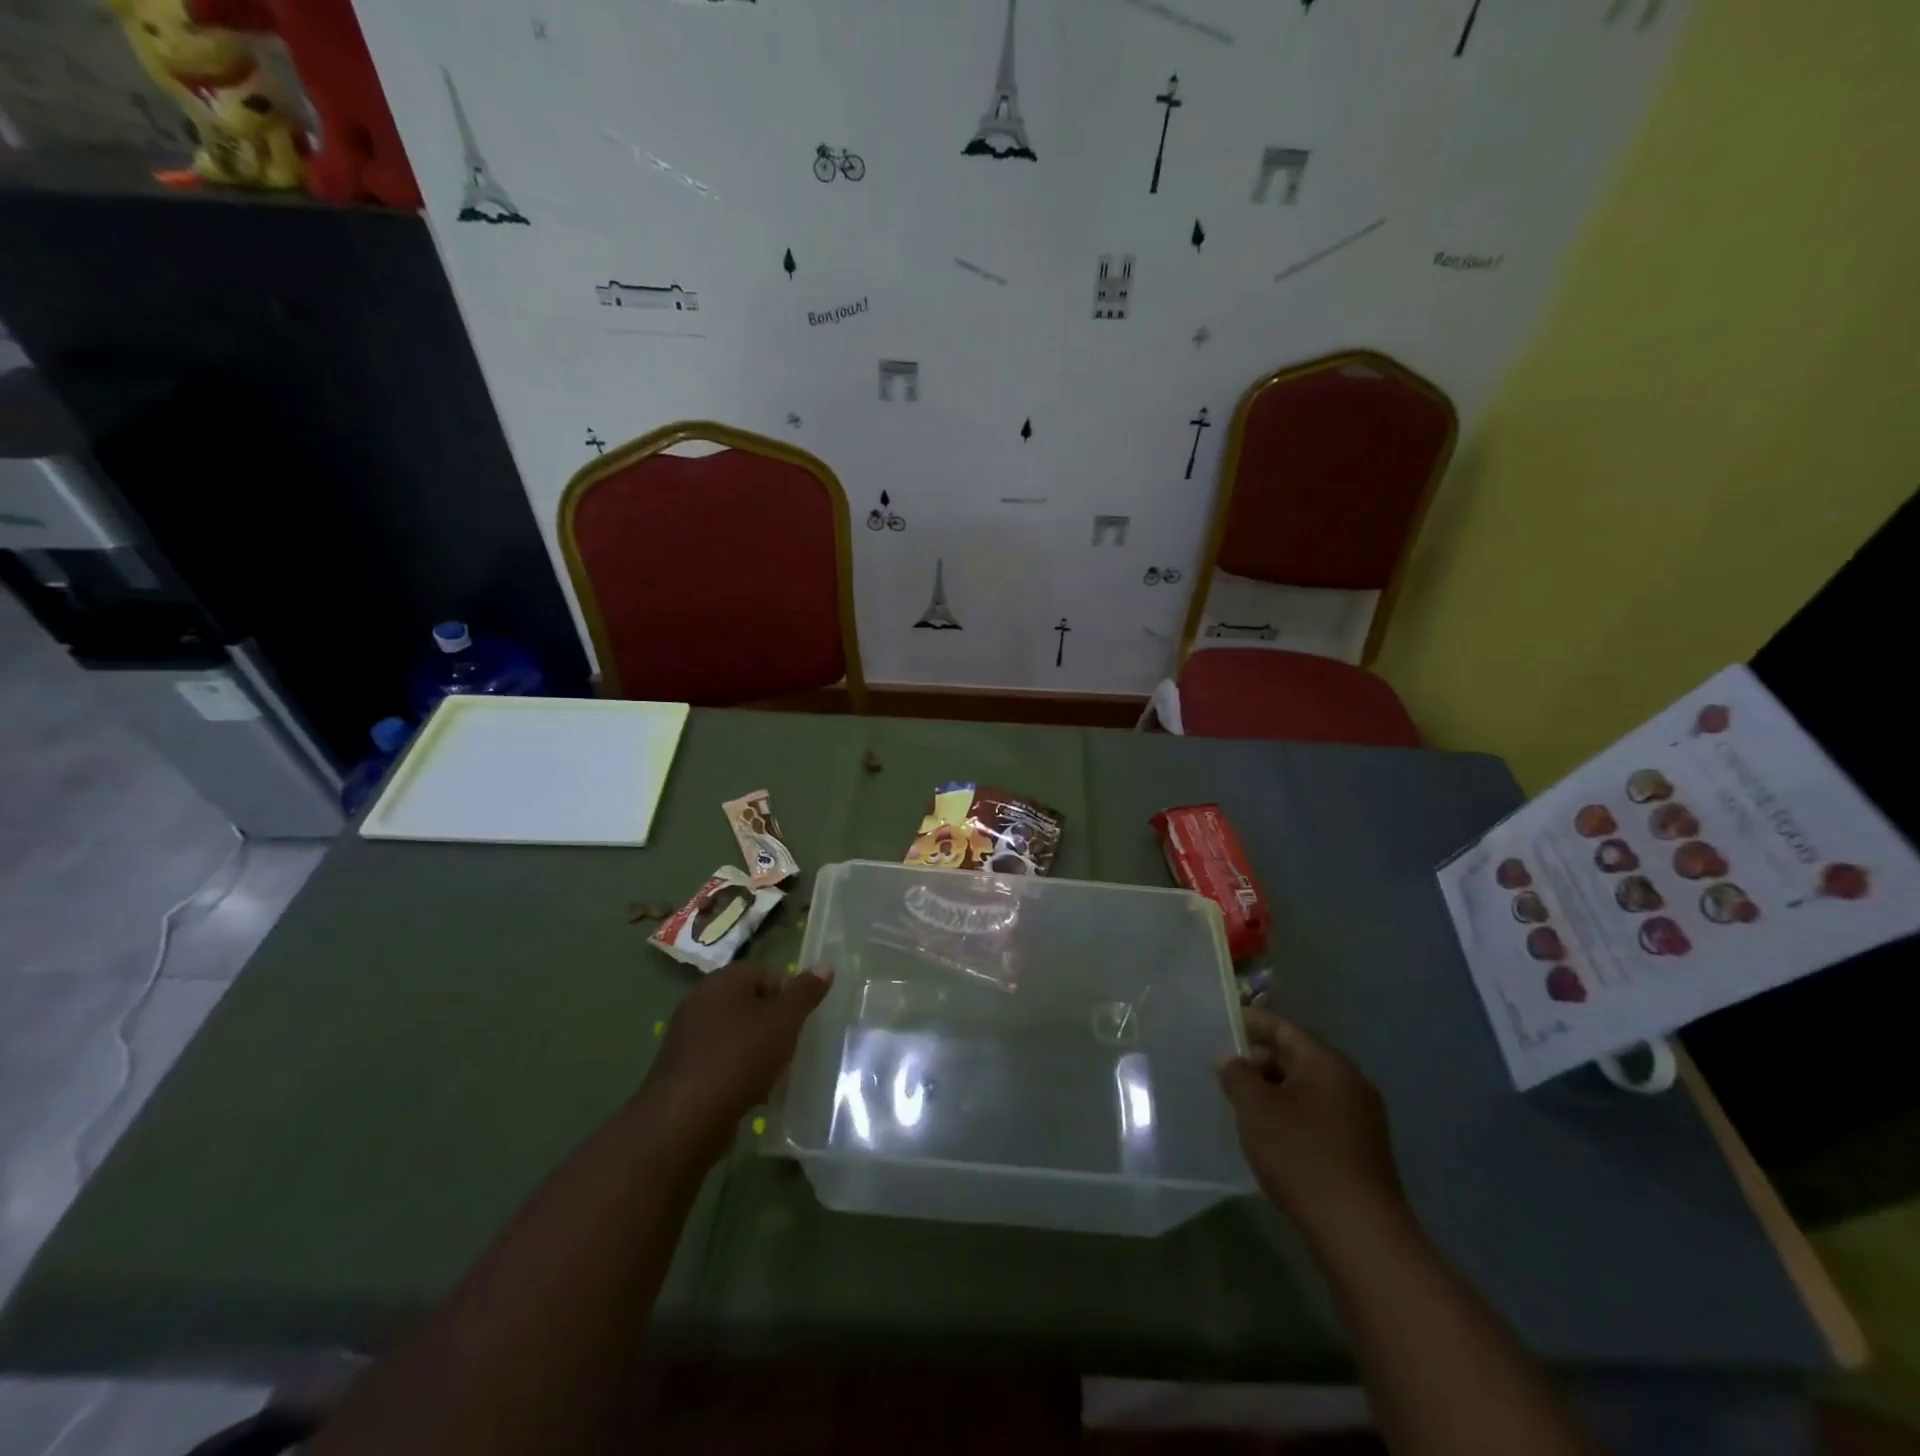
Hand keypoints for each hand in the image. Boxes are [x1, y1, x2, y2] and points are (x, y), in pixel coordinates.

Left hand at [638, 961, 831, 1164]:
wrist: (684, 1120)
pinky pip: (719, 1060)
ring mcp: (687, 1036)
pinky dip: (736, 1071)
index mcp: (723, 981)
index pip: (764, 971)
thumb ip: (805, 992)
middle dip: (772, 1024)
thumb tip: (826, 965)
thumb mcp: (784, 1021)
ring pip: (735, 1033)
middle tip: (787, 1047)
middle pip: (749, 1002)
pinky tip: (748, 1093)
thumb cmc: (740, 1058)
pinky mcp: (681, 1069)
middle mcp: (700, 1001)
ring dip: (756, 1050)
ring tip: (771, 1074)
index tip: (796, 1022)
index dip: (786, 993)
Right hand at [1216, 1009, 1407, 1240]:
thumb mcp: (1255, 1108)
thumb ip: (1237, 1074)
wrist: (1359, 1231)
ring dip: (1275, 1090)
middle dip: (1260, 1060)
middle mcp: (1350, 1081)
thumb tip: (1231, 1059)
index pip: (1283, 1028)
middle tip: (1225, 1071)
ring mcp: (1361, 1117)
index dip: (1250, 1023)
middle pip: (1297, 1056)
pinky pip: (1319, 1114)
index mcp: (1327, 1062)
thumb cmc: (1301, 1155)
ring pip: (1307, 1088)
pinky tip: (1271, 1135)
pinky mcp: (1362, 1149)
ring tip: (1242, 1104)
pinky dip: (1292, 1114)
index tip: (1220, 1027)